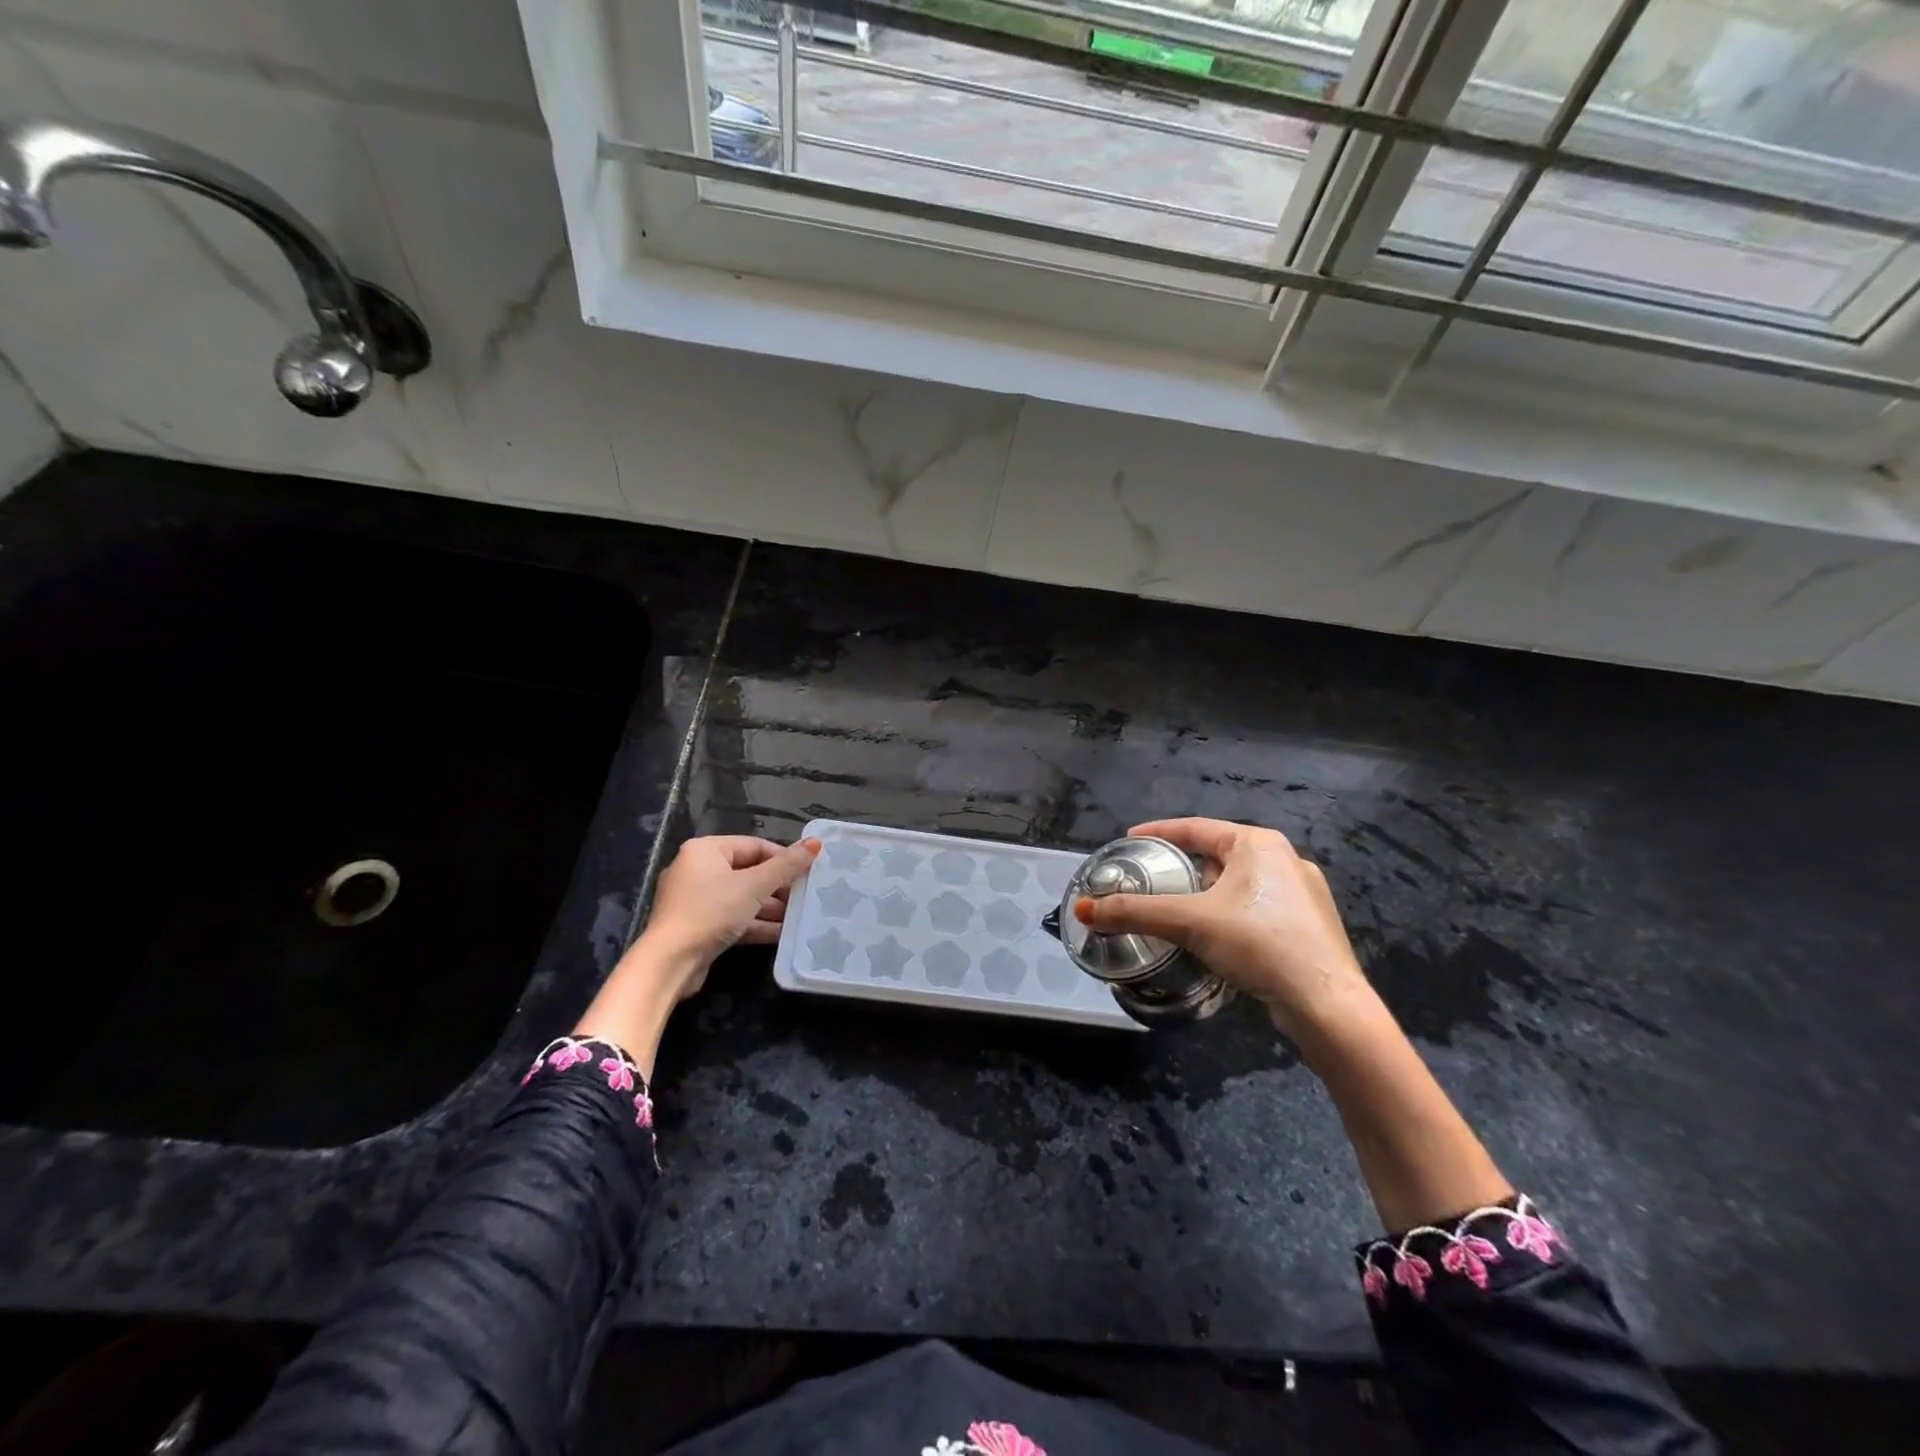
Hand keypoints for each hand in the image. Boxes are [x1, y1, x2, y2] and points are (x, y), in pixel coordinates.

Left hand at [574, 835, 819, 1076]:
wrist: (669, 963)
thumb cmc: (711, 912)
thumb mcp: (754, 886)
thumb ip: (787, 866)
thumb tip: (816, 843)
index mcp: (706, 850)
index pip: (755, 846)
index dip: (784, 858)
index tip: (808, 873)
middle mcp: (698, 869)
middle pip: (748, 872)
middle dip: (778, 887)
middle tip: (806, 897)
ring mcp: (696, 900)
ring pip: (741, 898)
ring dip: (770, 908)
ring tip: (800, 917)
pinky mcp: (698, 926)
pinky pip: (732, 917)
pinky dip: (755, 924)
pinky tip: (782, 934)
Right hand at [1074, 818, 1375, 1041]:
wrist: (1326, 1003)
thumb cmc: (1257, 943)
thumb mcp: (1190, 922)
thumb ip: (1136, 912)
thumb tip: (1084, 910)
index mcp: (1258, 843)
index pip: (1196, 827)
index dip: (1159, 832)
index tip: (1130, 840)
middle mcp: (1285, 858)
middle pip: (1217, 854)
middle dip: (1183, 865)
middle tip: (1152, 878)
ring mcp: (1304, 893)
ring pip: (1239, 883)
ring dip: (1207, 892)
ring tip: (1178, 909)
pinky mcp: (1310, 926)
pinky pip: (1258, 907)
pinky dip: (1230, 913)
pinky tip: (1218, 935)